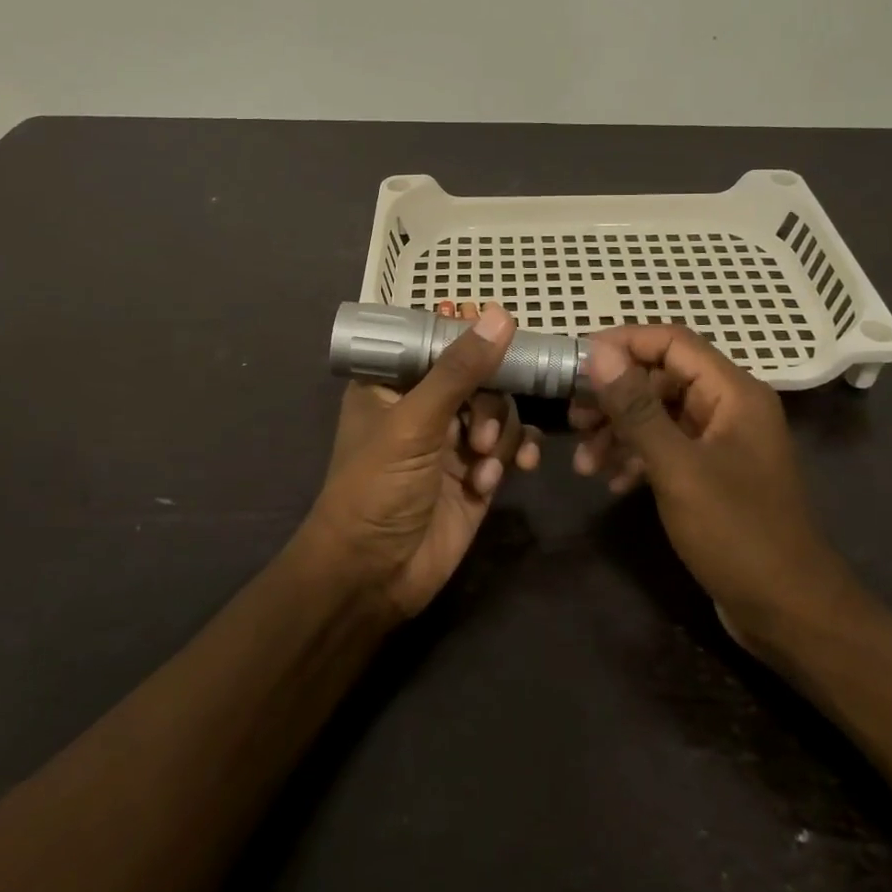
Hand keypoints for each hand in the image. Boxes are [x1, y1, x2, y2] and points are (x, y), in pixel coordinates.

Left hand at [303, 304, 541, 618]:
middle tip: (480, 435)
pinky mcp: (479, 472)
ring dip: (502, 433)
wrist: (374, 576)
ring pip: (501, 409)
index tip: (500, 331)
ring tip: (484, 465)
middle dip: (489, 401)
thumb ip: (458, 371)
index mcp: (392, 384)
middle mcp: (425, 405)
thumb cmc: (376, 488)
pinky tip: (516, 469)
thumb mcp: (414, 423)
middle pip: (479, 374)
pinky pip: (512, 444)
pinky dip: (517, 453)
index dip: (467, 332)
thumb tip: (499, 315)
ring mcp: (454, 440)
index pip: (435, 339)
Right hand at [569, 326, 858, 651]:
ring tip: (584, 462)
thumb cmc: (736, 532)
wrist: (788, 612)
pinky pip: (667, 447)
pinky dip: (637, 458)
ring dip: (619, 432)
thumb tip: (598, 352)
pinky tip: (612, 483)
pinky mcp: (713, 474)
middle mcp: (730, 407)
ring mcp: (722, 442)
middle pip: (661, 378)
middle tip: (573, 417)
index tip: (577, 362)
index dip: (623, 344)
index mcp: (733, 392)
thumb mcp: (677, 467)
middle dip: (614, 396)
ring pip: (660, 415)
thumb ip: (636, 407)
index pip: (671, 342)